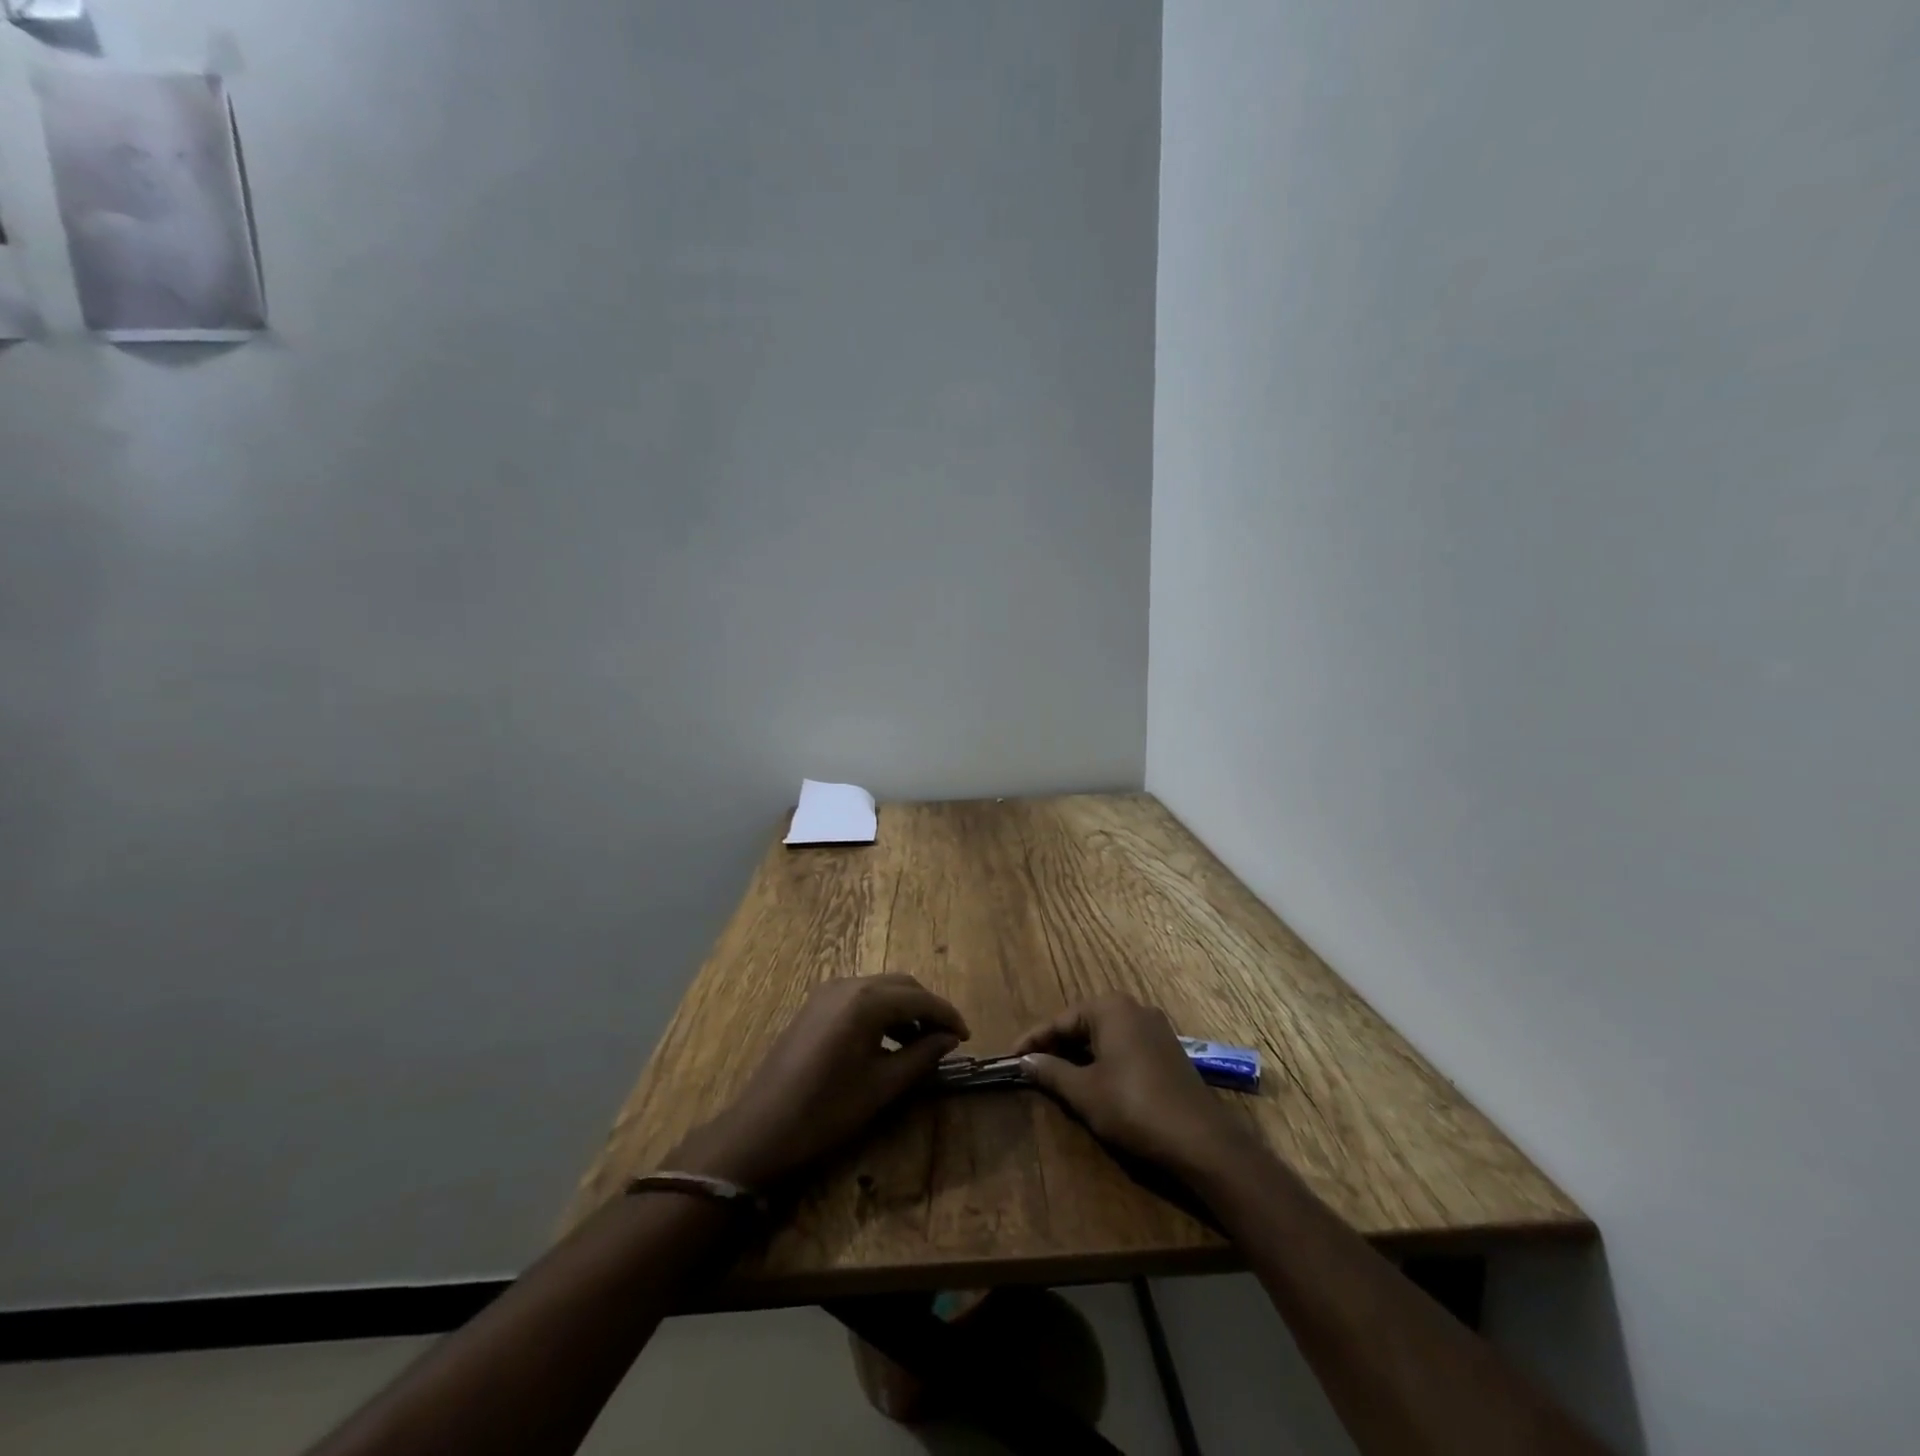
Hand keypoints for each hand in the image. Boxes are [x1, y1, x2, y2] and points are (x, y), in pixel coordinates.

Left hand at [670, 975, 969, 1190]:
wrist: (761, 1130)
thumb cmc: (826, 1111)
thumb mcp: (882, 1087)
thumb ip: (921, 1056)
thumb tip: (948, 1039)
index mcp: (866, 1001)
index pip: (920, 998)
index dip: (947, 1016)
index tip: (966, 1037)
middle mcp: (848, 985)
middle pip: (901, 985)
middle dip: (927, 1008)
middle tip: (947, 1039)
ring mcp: (827, 992)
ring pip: (880, 988)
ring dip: (904, 1009)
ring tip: (921, 1043)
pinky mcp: (815, 1006)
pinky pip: (859, 997)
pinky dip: (881, 1011)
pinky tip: (888, 1041)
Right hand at [1015, 993, 1250, 1176]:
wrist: (1201, 1140)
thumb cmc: (1133, 1107)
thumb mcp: (1084, 1091)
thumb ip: (1051, 1071)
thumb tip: (1024, 1060)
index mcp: (1110, 1008)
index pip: (1060, 1020)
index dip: (1032, 1040)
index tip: (1009, 1058)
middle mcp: (1133, 1008)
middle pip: (1083, 1024)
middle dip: (1056, 1045)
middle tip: (1031, 1068)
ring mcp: (1155, 1028)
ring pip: (1104, 1036)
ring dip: (1079, 1054)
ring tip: (1056, 1076)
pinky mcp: (1168, 1051)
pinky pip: (1124, 1046)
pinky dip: (1103, 1060)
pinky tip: (1092, 1081)